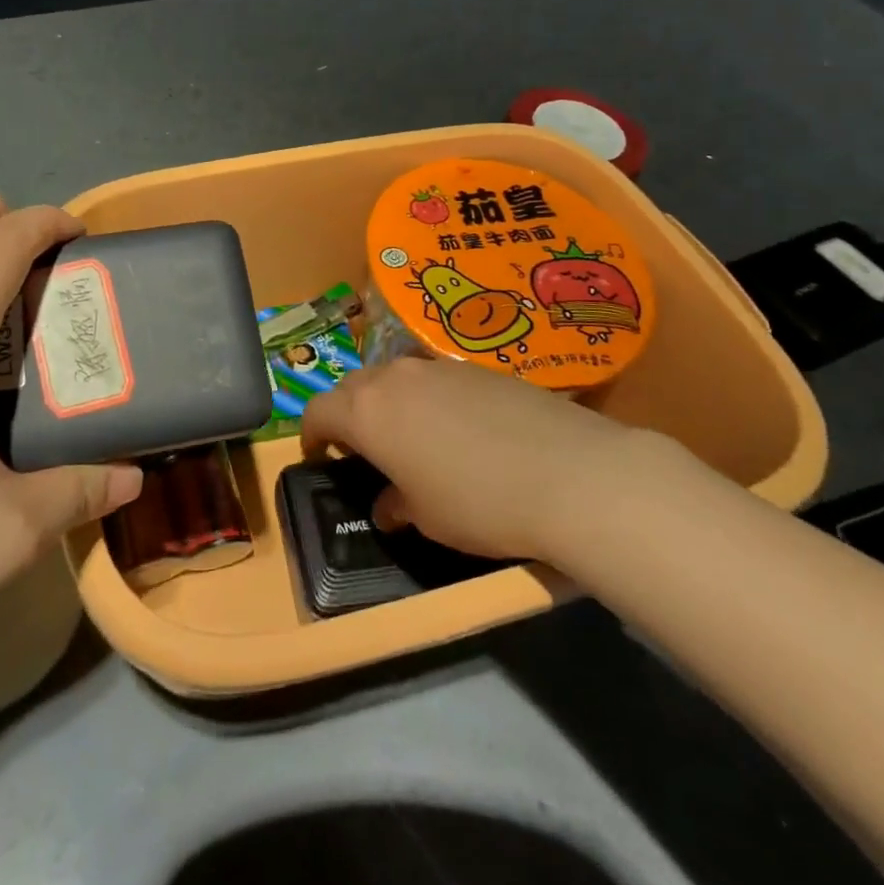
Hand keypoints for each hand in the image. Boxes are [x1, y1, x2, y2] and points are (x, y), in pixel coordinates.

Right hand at [299, 356, 651, 564]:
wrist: (571, 474)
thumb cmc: (480, 504)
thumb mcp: (427, 518)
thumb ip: (396, 504)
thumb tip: (389, 505)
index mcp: (367, 412)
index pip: (318, 411)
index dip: (312, 434)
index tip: (320, 456)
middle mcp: (394, 378)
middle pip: (353, 387)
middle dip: (348, 414)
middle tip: (362, 447)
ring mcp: (437, 366)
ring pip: (393, 377)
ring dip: (388, 401)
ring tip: (409, 435)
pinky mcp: (476, 366)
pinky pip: (433, 377)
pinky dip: (427, 397)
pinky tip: (457, 428)